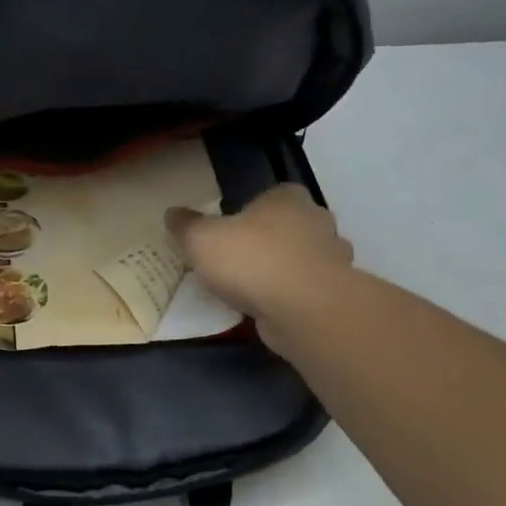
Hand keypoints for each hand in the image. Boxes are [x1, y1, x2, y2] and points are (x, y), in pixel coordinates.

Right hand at [168, 185, 355, 344]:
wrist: (303, 309)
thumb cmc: (252, 260)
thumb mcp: (202, 239)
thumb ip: (186, 225)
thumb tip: (172, 213)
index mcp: (287, 197)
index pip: (272, 195)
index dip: (251, 212)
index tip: (230, 232)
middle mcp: (317, 221)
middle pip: (289, 227)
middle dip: (268, 242)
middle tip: (237, 262)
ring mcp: (332, 258)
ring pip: (301, 260)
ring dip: (282, 272)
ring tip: (250, 291)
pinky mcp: (334, 293)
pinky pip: (306, 290)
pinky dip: (290, 298)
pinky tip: (268, 310)